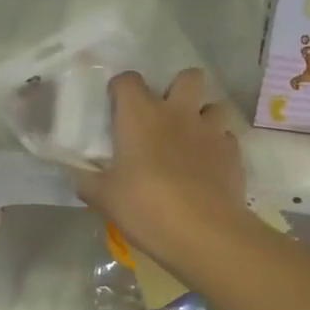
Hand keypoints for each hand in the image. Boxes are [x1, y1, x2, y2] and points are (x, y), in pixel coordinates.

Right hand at [71, 70, 255, 280]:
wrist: (204, 232)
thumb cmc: (146, 208)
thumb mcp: (104, 199)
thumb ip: (88, 181)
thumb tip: (76, 174)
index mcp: (140, 116)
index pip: (128, 80)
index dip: (121, 89)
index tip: (117, 106)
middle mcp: (178, 113)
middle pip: (188, 76)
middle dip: (179, 87)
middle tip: (167, 113)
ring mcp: (210, 131)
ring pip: (214, 106)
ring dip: (204, 116)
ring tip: (192, 138)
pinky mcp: (233, 153)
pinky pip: (226, 138)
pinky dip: (217, 147)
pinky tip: (208, 166)